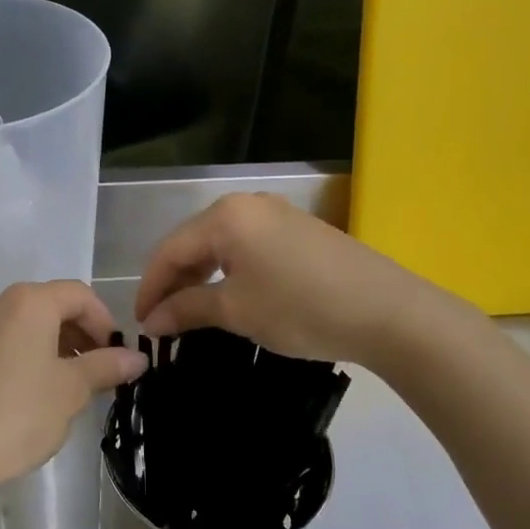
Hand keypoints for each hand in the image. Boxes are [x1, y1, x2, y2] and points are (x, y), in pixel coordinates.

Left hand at [0, 281, 146, 505]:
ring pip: (29, 327)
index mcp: (29, 302)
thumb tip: (137, 357)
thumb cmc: (16, 414)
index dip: (105, 322)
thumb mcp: (70, 391)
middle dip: (82, 335)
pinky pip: (6, 344)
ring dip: (57, 349)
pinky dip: (29, 359)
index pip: (80, 294)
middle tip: (99, 376)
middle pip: (53, 306)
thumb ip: (106, 367)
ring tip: (70, 391)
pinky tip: (33, 399)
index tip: (117, 358)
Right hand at [134, 193, 454, 366]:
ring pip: (220, 244)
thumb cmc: (301, 309)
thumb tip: (151, 321)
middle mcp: (246, 204)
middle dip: (174, 282)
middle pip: (193, 242)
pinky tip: (229, 297)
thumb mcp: (237, 311)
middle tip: (163, 322)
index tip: (140, 324)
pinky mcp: (298, 230)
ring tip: (191, 313)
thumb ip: (187, 309)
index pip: (169, 250)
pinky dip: (228, 272)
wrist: (389, 312)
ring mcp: (276, 214)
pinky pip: (247, 247)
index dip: (150, 288)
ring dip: (200, 278)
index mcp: (225, 216)